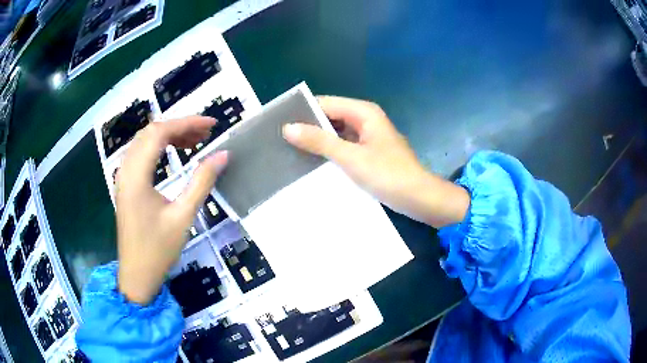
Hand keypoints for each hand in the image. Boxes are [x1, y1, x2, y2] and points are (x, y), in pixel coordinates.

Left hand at [115, 116, 227, 304]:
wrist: (137, 275)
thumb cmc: (158, 250)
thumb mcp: (183, 216)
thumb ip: (202, 182)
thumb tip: (222, 155)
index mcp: (136, 176)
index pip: (160, 133)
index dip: (187, 123)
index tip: (211, 125)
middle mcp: (126, 170)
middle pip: (150, 132)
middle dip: (179, 126)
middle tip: (205, 134)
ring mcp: (123, 177)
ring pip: (144, 141)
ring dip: (168, 135)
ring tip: (193, 141)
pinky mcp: (125, 185)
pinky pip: (140, 154)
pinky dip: (158, 147)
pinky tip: (172, 153)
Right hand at [283, 96, 468, 227]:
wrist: (418, 198)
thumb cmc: (388, 175)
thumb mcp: (351, 157)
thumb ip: (319, 141)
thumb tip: (288, 128)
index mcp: (363, 112)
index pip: (325, 103)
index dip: (302, 111)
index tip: (279, 123)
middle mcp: (365, 119)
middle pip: (330, 116)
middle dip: (308, 127)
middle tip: (280, 139)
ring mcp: (367, 136)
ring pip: (336, 132)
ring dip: (317, 140)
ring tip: (289, 149)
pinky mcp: (368, 152)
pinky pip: (344, 145)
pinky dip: (329, 151)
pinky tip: (312, 161)